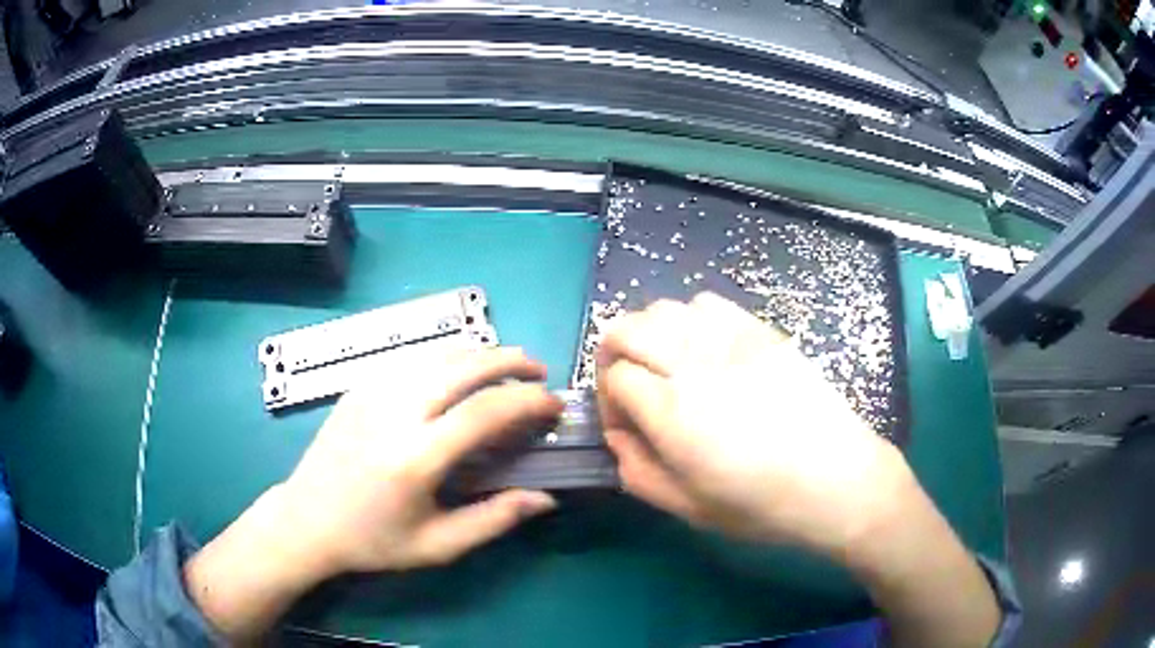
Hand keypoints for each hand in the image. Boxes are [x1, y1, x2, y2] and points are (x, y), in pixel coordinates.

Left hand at [185, 348, 562, 640]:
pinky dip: (447, 357)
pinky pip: (413, 359)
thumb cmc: (373, 540)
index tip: (554, 406)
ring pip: (438, 353)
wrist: (307, 519)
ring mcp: (372, 392)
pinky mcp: (359, 386)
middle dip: (511, 361)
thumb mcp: (437, 545)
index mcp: (415, 457)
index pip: (486, 411)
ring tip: (506, 366)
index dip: (529, 402)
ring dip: (480, 353)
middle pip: (464, 366)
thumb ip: (495, 519)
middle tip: (539, 371)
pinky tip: (459, 372)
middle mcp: (395, 412)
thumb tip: (546, 498)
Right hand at [598, 293, 1002, 647]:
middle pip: (627, 328)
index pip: (615, 378)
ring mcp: (730, 341)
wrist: (836, 478)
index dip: (608, 400)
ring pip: (665, 308)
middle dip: (614, 354)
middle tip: (630, 386)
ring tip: (667, 365)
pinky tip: (704, 348)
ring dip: (650, 333)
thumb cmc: (762, 504)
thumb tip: (618, 437)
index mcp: (672, 411)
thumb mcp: (688, 508)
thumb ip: (638, 472)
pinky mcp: (761, 332)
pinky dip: (691, 319)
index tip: (624, 424)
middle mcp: (694, 363)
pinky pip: (709, 304)